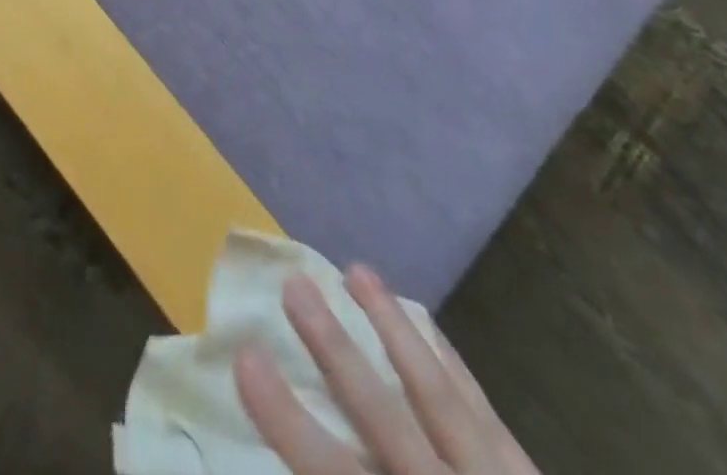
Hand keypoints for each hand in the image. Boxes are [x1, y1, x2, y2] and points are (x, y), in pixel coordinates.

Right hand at [235, 267, 538, 474]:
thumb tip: (288, 469)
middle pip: (385, 418)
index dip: (286, 419)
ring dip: (393, 329)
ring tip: (357, 271)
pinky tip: (425, 324)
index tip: (244, 358)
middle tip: (294, 284)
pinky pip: (482, 407)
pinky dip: (448, 360)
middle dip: (335, 348)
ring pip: (438, 394)